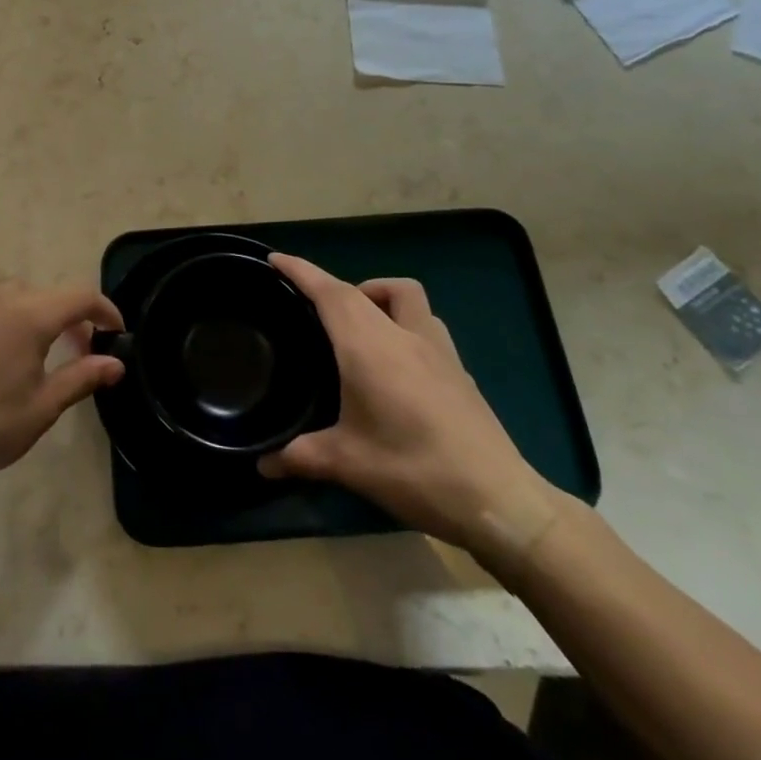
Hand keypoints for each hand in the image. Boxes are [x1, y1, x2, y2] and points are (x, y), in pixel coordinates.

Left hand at [0, 259, 125, 494]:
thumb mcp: (43, 407)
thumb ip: (81, 377)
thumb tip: (115, 362)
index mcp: (32, 318)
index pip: (81, 298)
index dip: (105, 311)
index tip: (116, 333)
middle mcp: (4, 299)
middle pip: (50, 296)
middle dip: (73, 318)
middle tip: (81, 353)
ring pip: (15, 291)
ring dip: (36, 307)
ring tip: (43, 340)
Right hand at [259, 254, 560, 569]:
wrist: (499, 500)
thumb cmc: (414, 471)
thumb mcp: (348, 464)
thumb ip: (299, 457)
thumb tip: (262, 464)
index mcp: (369, 346)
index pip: (330, 292)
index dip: (301, 271)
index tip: (276, 259)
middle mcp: (403, 335)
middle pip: (363, 289)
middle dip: (332, 287)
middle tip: (310, 308)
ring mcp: (437, 349)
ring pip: (405, 296)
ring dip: (377, 296)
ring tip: (358, 327)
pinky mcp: (458, 369)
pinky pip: (425, 323)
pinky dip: (403, 323)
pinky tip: (398, 362)